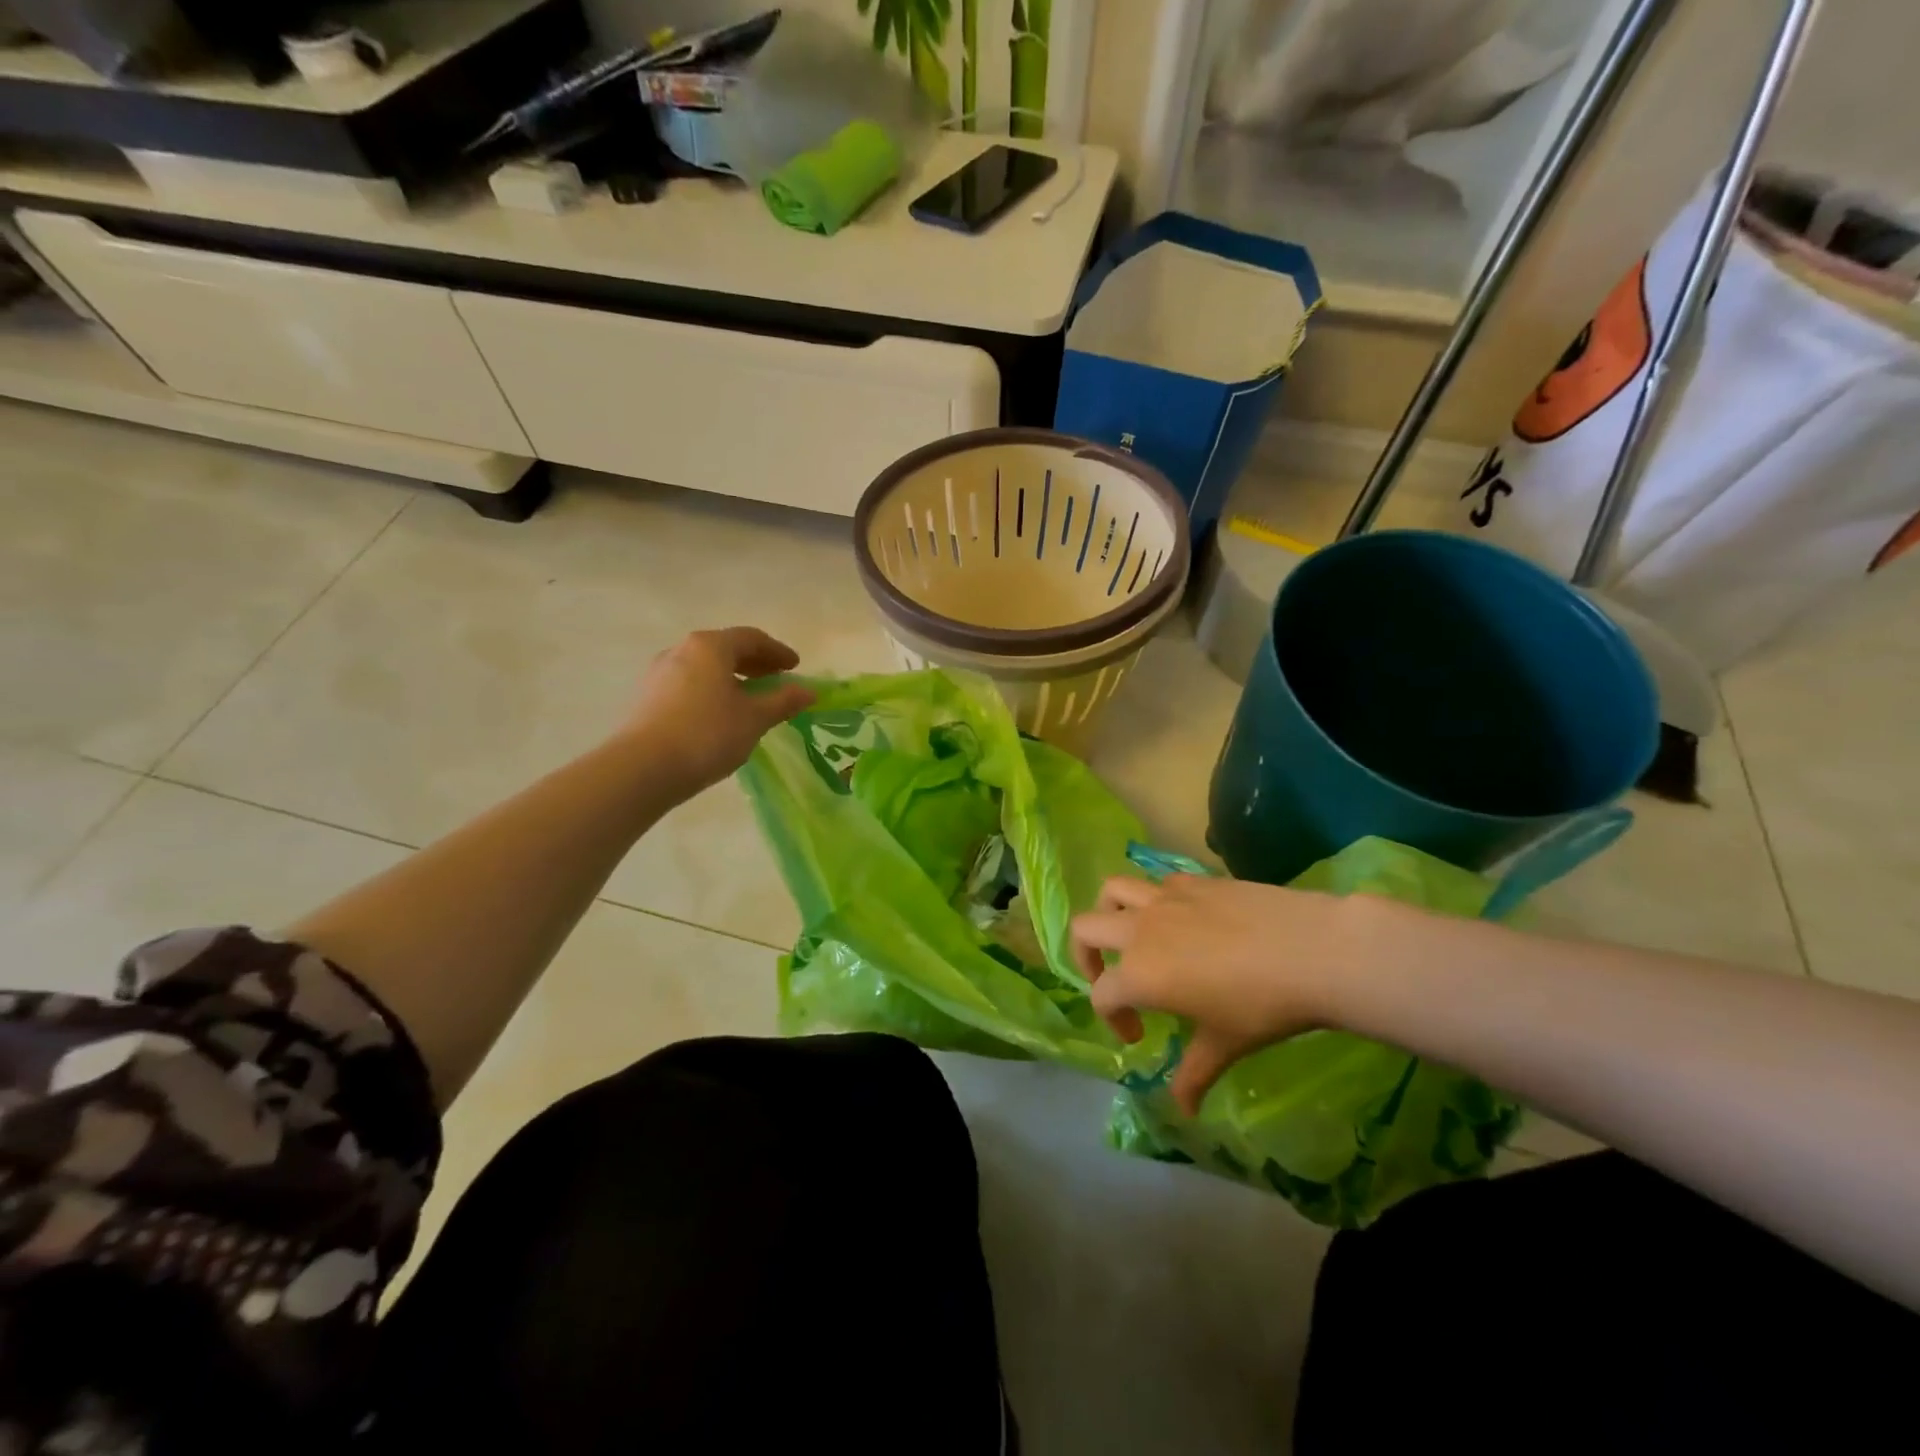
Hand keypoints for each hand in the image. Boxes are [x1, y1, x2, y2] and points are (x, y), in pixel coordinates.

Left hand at [625, 628, 816, 793]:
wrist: (644, 768)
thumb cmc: (708, 734)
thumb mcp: (755, 718)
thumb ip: (784, 701)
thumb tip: (809, 691)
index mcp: (710, 646)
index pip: (751, 638)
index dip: (777, 651)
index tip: (795, 667)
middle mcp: (682, 650)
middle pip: (725, 649)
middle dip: (754, 663)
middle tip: (776, 680)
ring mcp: (660, 673)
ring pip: (705, 667)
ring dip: (731, 678)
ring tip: (750, 700)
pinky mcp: (648, 697)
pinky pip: (689, 684)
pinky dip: (712, 690)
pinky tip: (721, 714)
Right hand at [1071, 875, 1395, 1114]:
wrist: (1311, 951)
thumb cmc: (1262, 1006)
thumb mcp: (1224, 1045)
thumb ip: (1193, 1075)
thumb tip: (1182, 1110)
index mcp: (1139, 974)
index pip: (1101, 994)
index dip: (1112, 1019)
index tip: (1138, 1036)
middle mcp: (1140, 930)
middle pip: (1085, 929)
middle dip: (1086, 956)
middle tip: (1113, 979)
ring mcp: (1165, 898)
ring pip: (1113, 891)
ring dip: (1110, 913)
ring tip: (1129, 934)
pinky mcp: (1193, 880)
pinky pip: (1157, 884)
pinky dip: (1155, 900)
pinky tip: (1182, 921)